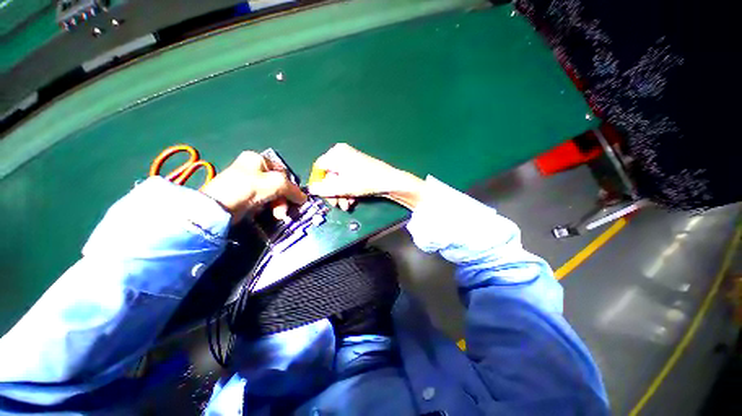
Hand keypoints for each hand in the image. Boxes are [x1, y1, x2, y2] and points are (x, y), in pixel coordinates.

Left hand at [201, 151, 306, 222]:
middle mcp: (252, 169)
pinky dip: (268, 209)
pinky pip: (263, 202)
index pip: (283, 172)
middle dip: (283, 199)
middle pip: (278, 185)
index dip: (291, 185)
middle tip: (283, 211)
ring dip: (278, 206)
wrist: (219, 207)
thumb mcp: (278, 183)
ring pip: (272, 195)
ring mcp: (247, 183)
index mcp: (258, 159)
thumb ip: (294, 189)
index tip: (295, 198)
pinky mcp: (243, 197)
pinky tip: (268, 214)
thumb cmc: (250, 188)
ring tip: (277, 215)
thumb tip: (304, 198)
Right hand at [307, 143, 424, 209]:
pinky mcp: (359, 168)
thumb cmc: (363, 181)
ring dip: (341, 195)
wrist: (389, 181)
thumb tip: (310, 189)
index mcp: (336, 153)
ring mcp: (351, 160)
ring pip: (340, 180)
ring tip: (347, 206)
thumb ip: (323, 189)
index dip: (319, 184)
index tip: (322, 196)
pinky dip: (348, 190)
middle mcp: (342, 154)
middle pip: (330, 176)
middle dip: (333, 193)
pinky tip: (352, 201)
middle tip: (337, 206)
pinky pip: (348, 179)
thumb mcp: (341, 187)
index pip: (319, 168)